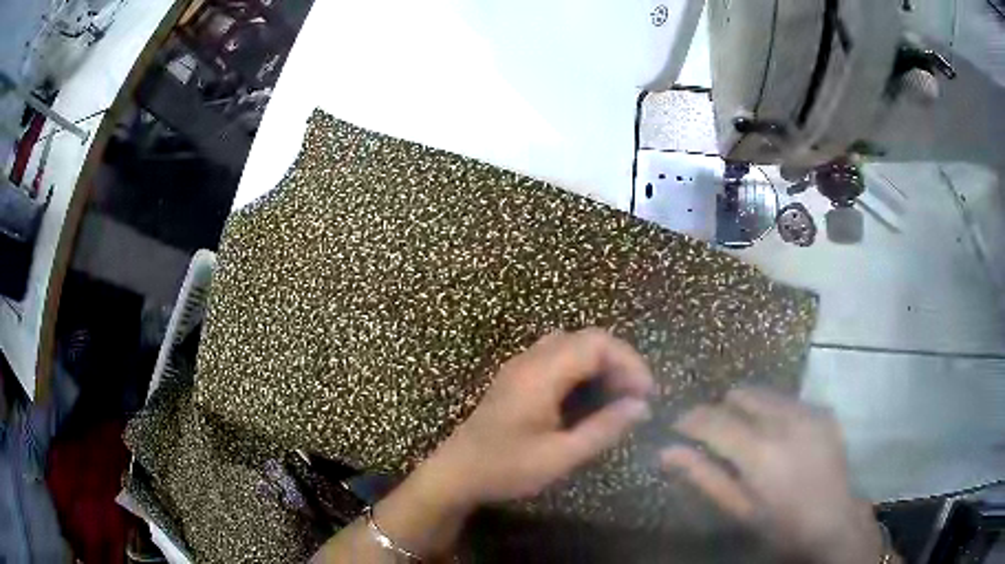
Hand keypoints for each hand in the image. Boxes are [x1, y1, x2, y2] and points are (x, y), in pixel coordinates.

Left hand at [427, 329, 654, 505]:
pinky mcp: (515, 378)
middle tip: (633, 396)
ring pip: (571, 345)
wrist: (455, 473)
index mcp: (542, 374)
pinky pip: (556, 358)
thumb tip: (641, 406)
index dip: (629, 361)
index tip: (646, 392)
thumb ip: (603, 428)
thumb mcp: (560, 456)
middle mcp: (531, 360)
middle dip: (617, 361)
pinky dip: (581, 369)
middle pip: (585, 339)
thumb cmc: (506, 468)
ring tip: (616, 396)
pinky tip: (587, 398)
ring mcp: (520, 366)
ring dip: (599, 364)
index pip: (596, 344)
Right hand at [662, 388, 883, 563]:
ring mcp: (809, 411)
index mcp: (759, 452)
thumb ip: (703, 475)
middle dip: (720, 410)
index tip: (677, 426)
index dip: (689, 419)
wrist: (833, 520)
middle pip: (740, 395)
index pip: (713, 420)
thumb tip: (666, 451)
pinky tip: (779, 438)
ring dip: (747, 408)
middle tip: (716, 436)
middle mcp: (785, 421)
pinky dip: (773, 411)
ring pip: (765, 392)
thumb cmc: (780, 524)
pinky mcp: (823, 410)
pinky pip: (788, 399)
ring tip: (748, 435)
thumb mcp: (738, 508)